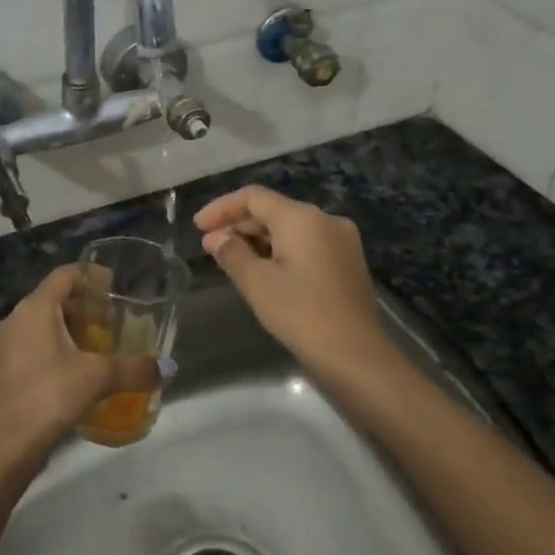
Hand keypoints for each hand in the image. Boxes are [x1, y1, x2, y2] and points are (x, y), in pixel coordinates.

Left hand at [0, 265, 163, 466]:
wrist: (5, 446)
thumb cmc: (50, 395)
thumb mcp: (98, 378)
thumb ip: (134, 369)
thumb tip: (166, 368)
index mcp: (36, 307)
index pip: (65, 274)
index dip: (91, 276)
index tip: (115, 288)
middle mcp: (15, 317)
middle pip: (54, 298)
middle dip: (84, 307)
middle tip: (112, 322)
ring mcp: (4, 344)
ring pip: (41, 322)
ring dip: (69, 329)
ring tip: (98, 347)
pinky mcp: (1, 368)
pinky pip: (31, 344)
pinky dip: (54, 347)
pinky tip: (74, 371)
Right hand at [196, 186, 393, 380]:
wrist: (356, 357)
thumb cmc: (301, 314)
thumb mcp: (257, 283)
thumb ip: (232, 253)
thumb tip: (216, 239)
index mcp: (302, 217)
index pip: (253, 197)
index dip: (222, 208)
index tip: (198, 227)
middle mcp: (325, 220)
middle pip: (273, 210)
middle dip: (239, 225)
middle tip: (210, 246)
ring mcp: (341, 241)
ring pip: (290, 228)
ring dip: (258, 239)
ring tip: (230, 258)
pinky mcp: (347, 262)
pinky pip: (306, 244)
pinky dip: (280, 250)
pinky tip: (262, 269)